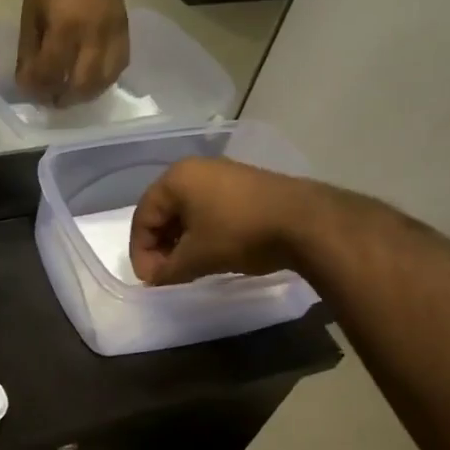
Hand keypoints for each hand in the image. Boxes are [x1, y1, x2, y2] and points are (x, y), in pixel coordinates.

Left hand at [16, 0, 128, 105]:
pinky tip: (92, 77)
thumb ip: (30, 53)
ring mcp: (114, 28)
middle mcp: (95, 31)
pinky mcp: (125, 23)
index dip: (37, 88)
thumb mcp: (29, 16)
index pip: (52, 74)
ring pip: (106, 78)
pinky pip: (121, 61)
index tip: (28, 91)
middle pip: (83, 84)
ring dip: (87, 92)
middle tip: (51, 100)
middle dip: (64, 97)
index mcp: (65, 27)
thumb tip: (29, 84)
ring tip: (71, 93)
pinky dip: (106, 76)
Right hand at [129, 158, 299, 285]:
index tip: (151, 281)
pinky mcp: (246, 184)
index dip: (141, 253)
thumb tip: (155, 280)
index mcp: (175, 179)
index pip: (143, 218)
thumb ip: (166, 270)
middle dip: (161, 246)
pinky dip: (204, 231)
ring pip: (188, 211)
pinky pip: (211, 208)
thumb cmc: (239, 234)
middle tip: (167, 274)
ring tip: (189, 266)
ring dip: (182, 240)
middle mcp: (195, 169)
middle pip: (164, 212)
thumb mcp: (196, 258)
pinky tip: (213, 252)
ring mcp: (224, 173)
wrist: (307, 222)